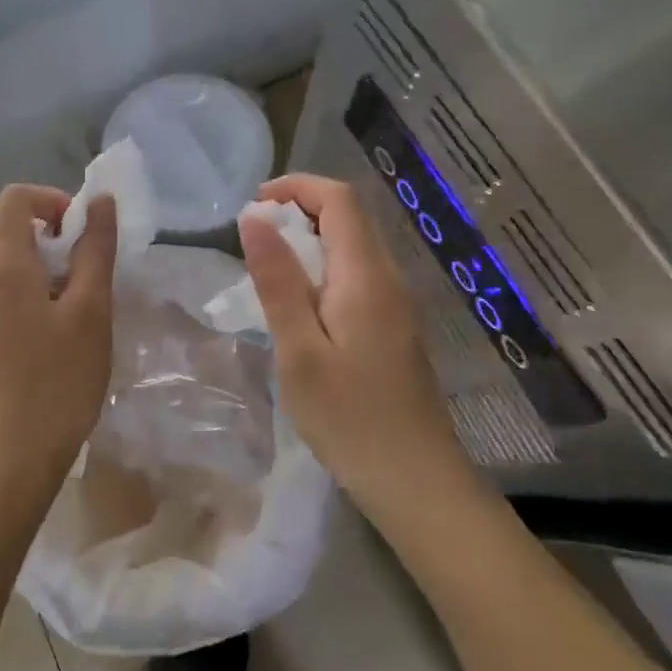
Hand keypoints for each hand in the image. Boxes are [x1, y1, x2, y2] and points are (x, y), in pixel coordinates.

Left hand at [0, 184, 117, 495]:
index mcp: (0, 264)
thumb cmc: (59, 379)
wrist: (14, 455)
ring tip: (77, 299)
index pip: (17, 197)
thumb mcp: (90, 309)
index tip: (84, 234)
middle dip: (53, 231)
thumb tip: (99, 201)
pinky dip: (30, 285)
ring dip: (43, 261)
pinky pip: (0, 285)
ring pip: (6, 256)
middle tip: (87, 268)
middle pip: (9, 224)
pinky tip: (56, 324)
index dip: (54, 200)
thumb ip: (95, 248)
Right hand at [239, 173, 465, 510]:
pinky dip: (324, 271)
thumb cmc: (350, 418)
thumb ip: (278, 280)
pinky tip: (302, 309)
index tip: (254, 206)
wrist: (417, 483)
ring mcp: (398, 304)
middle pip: (349, 218)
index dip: (296, 187)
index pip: (339, 199)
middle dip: (299, 211)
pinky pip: (359, 276)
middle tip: (254, 241)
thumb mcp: (299, 350)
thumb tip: (255, 218)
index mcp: (366, 275)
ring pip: (354, 247)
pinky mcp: (396, 328)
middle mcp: (389, 278)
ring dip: (310, 242)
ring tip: (270, 273)